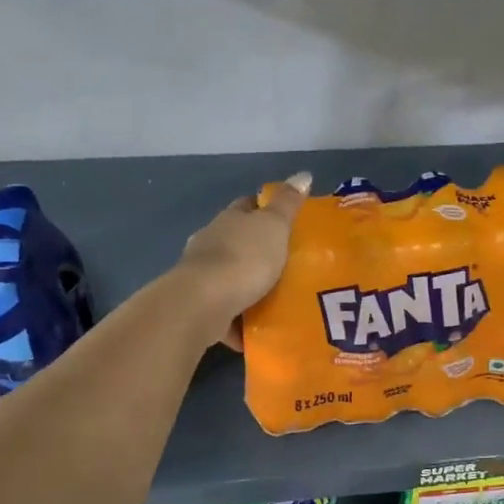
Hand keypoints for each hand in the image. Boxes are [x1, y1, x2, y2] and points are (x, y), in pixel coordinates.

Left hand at [175, 173, 310, 348]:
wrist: (203, 304)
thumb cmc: (244, 258)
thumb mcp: (274, 226)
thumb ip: (288, 204)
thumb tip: (303, 174)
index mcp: (229, 220)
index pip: (247, 206)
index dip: (265, 208)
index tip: (287, 220)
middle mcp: (211, 242)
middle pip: (237, 240)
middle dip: (258, 249)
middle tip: (289, 262)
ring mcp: (202, 274)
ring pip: (230, 275)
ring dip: (248, 284)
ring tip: (278, 297)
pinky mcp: (200, 305)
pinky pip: (227, 309)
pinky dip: (241, 318)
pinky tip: (260, 328)